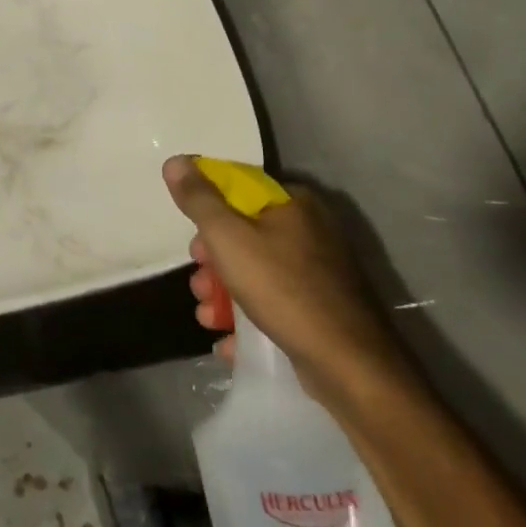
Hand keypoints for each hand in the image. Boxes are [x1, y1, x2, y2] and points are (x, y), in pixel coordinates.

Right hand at [164, 156, 412, 400]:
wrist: (350, 365)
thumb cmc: (283, 289)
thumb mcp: (228, 237)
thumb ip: (198, 199)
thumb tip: (175, 161)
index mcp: (294, 203)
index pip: (239, 190)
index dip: (208, 213)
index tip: (194, 243)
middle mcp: (311, 230)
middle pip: (244, 234)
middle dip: (213, 263)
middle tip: (200, 284)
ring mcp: (320, 272)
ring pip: (256, 272)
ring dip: (224, 294)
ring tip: (208, 317)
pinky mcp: (323, 309)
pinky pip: (275, 303)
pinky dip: (249, 319)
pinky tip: (228, 341)